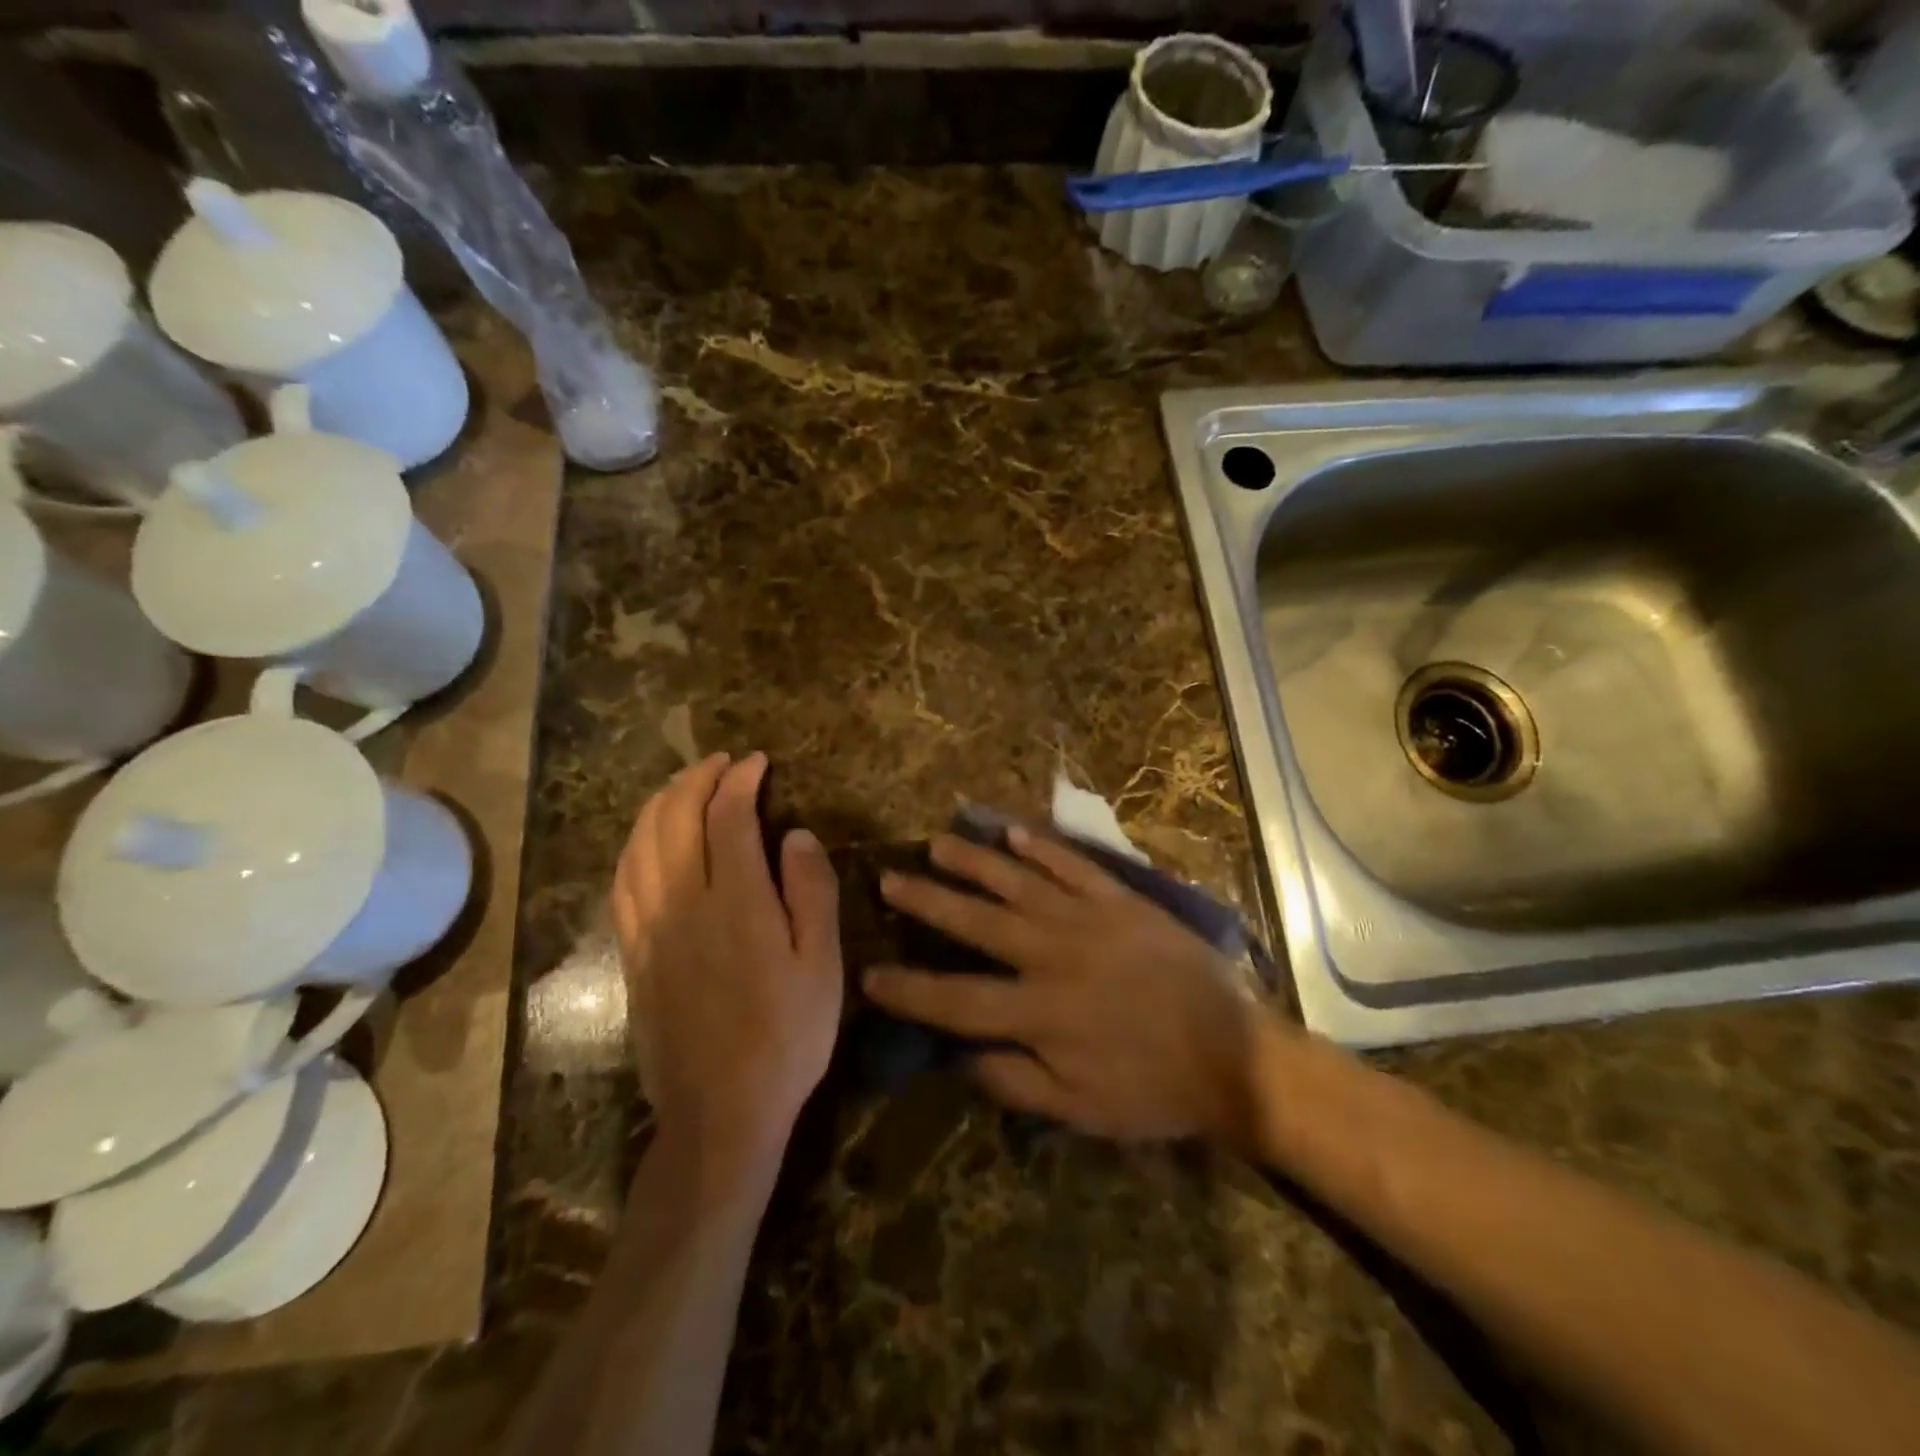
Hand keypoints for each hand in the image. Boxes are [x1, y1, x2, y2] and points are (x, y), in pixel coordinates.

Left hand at [610, 752, 842, 1171]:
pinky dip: (633, 845)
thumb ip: (812, 892)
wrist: (720, 1112)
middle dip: (695, 779)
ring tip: (682, 787)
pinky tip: (646, 842)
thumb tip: (796, 834)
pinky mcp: (632, 955)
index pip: (727, 816)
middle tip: (721, 763)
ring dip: (659, 804)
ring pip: (639, 845)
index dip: (740, 780)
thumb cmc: (787, 1036)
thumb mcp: (823, 965)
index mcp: (735, 902)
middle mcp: (683, 904)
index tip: (758, 763)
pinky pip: (621, 882)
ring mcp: (649, 929)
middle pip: (674, 819)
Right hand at [864, 827, 1268, 1146]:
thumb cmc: (1153, 1089)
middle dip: (928, 900)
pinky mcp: (1120, 900)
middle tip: (890, 878)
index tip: (870, 973)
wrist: (1233, 1052)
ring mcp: (1087, 919)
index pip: (956, 999)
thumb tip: (959, 1056)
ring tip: (937, 843)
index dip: (909, 989)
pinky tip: (1013, 832)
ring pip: (1018, 882)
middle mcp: (1052, 955)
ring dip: (974, 862)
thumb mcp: (1080, 1110)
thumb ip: (1014, 1081)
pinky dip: (1043, 848)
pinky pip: (1074, 866)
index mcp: (1040, 1011)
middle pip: (977, 923)